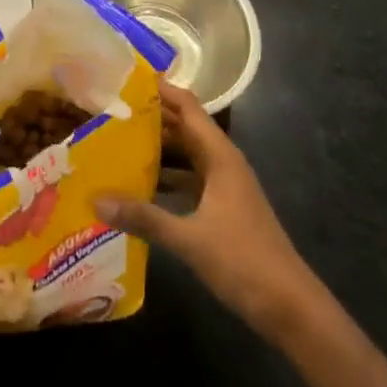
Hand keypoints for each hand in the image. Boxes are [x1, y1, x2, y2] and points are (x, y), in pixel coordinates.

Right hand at [97, 83, 323, 345]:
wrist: (291, 308)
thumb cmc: (244, 261)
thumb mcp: (189, 238)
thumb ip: (143, 217)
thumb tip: (96, 198)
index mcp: (220, 156)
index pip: (187, 106)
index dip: (160, 90)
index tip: (125, 78)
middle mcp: (223, 163)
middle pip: (185, 128)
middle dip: (151, 118)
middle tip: (110, 110)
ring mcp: (225, 187)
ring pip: (186, 156)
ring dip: (157, 148)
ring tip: (116, 142)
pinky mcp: (223, 210)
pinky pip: (189, 181)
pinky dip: (166, 178)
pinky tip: (140, 187)